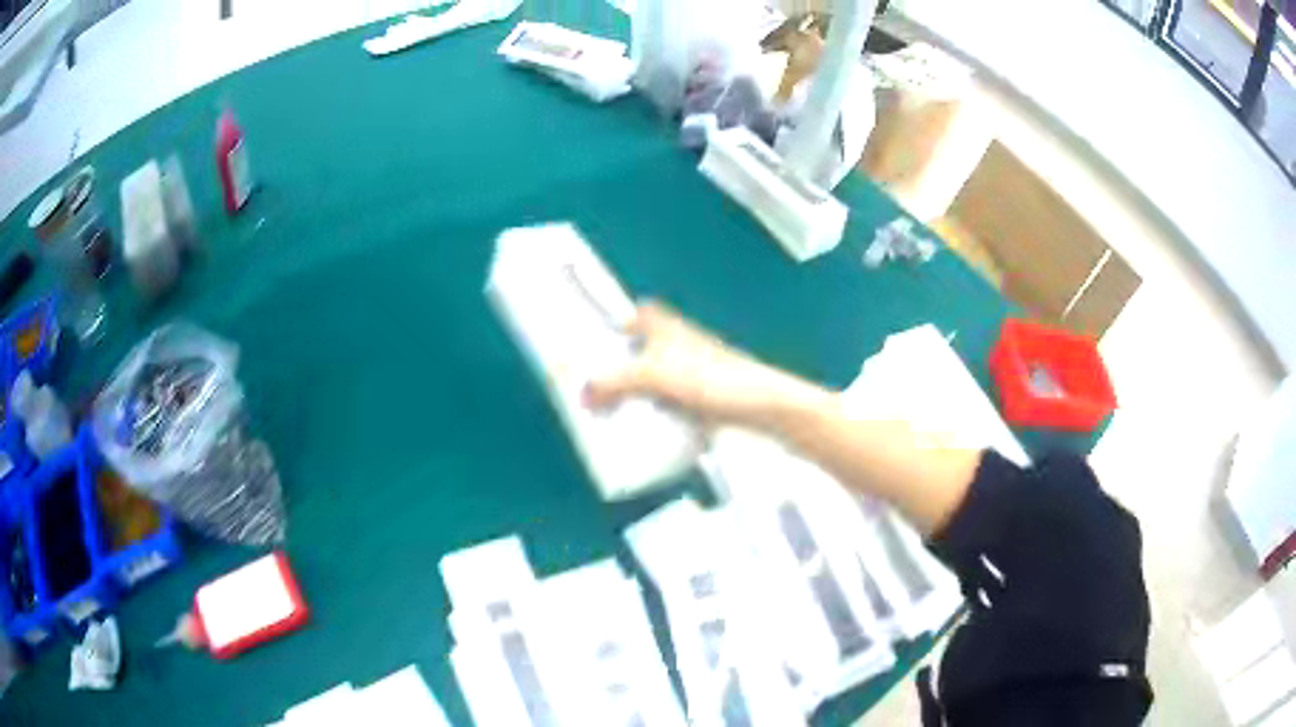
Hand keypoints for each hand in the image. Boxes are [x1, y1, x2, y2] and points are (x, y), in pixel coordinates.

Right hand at [585, 301, 825, 426]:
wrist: (761, 408)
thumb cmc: (718, 379)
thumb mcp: (654, 375)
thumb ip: (615, 382)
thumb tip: (586, 392)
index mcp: (665, 326)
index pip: (633, 315)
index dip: (612, 325)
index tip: (590, 342)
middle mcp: (677, 345)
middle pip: (637, 352)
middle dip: (617, 370)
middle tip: (595, 388)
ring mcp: (688, 374)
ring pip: (651, 382)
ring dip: (634, 397)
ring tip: (612, 414)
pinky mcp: (698, 399)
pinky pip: (666, 405)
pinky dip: (654, 415)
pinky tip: (646, 429)